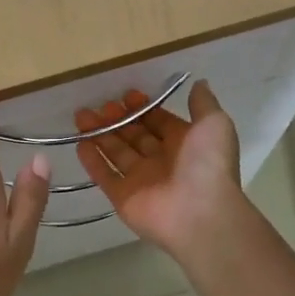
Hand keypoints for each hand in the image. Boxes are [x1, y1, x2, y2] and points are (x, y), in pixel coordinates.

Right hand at [74, 81, 247, 261]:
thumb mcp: (214, 124)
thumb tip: (198, 82)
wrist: (201, 213)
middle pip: (134, 136)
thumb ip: (203, 103)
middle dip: (118, 119)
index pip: (159, 122)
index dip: (144, 108)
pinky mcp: (123, 197)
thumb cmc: (208, 164)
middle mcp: (162, 161)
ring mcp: (141, 180)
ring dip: (100, 133)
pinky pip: (104, 176)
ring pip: (116, 152)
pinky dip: (92, 161)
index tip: (128, 94)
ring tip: (81, 115)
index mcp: (184, 144)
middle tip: (102, 104)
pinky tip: (80, 143)